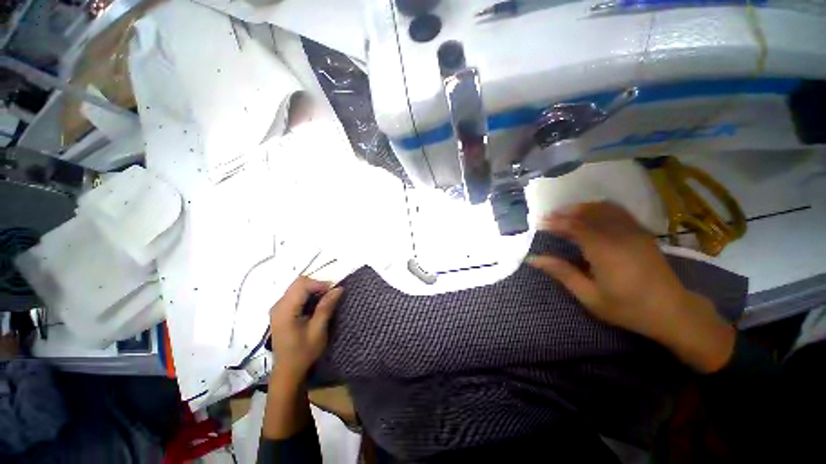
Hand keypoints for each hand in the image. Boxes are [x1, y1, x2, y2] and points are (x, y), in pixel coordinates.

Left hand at [269, 276, 342, 380]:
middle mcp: (278, 305)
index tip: (334, 291)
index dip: (320, 284)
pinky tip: (315, 304)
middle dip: (317, 285)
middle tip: (331, 294)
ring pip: (297, 287)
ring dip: (313, 289)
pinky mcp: (281, 311)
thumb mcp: (318, 331)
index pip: (302, 285)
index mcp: (285, 310)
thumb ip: (326, 307)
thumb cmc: (303, 352)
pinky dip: (308, 294)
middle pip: (298, 283)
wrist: (288, 371)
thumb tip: (339, 288)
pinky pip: (295, 294)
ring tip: (325, 299)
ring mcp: (278, 307)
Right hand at [527, 202, 735, 372]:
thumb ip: (562, 273)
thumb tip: (534, 259)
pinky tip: (591, 213)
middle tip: (548, 217)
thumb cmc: (628, 308)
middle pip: (588, 213)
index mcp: (604, 251)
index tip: (539, 223)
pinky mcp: (642, 233)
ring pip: (604, 208)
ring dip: (581, 208)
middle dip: (565, 213)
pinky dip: (600, 208)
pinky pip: (619, 212)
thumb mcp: (589, 296)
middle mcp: (619, 235)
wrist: (673, 311)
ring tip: (565, 213)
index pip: (574, 226)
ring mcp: (634, 232)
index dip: (554, 222)